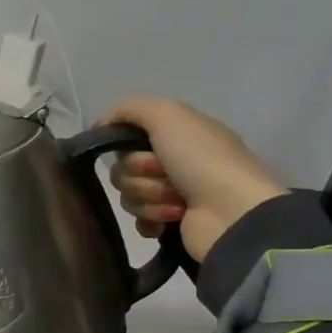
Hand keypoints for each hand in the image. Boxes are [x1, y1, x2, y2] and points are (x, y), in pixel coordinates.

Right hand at [100, 97, 286, 262]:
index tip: (135, 149)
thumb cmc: (202, 159)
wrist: (231, 211)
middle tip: (166, 176)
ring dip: (150, 198)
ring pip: (129, 196)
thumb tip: (100, 126)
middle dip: (139, 175)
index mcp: (175, 135)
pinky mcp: (169, 224)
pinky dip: (150, 220)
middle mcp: (173, 161)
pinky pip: (139, 221)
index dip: (126, 146)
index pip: (127, 138)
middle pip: (123, 169)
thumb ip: (130, 109)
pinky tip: (167, 222)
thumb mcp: (168, 114)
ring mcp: (172, 194)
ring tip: (177, 202)